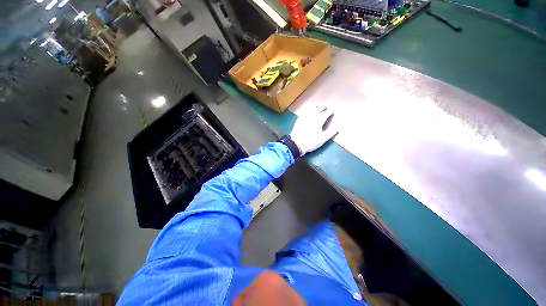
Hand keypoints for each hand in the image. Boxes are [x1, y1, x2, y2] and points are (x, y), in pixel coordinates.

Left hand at [290, 106, 338, 155]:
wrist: (296, 144)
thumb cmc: (310, 142)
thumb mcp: (322, 139)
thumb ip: (330, 133)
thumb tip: (338, 128)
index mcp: (319, 120)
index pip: (326, 113)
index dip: (330, 112)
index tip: (332, 111)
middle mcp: (312, 116)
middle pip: (318, 109)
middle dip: (323, 107)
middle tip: (326, 107)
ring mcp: (304, 117)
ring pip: (311, 109)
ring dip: (315, 107)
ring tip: (317, 107)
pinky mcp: (299, 119)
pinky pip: (304, 112)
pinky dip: (307, 110)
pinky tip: (307, 111)